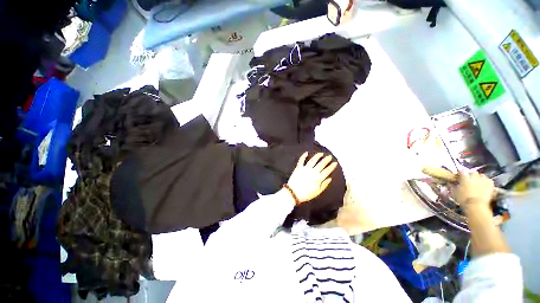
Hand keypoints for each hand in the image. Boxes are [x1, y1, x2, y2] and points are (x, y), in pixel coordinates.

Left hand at [286, 152, 337, 203]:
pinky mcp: (298, 168)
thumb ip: (324, 185)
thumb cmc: (306, 194)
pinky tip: (306, 152)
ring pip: (313, 160)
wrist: (293, 193)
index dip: (331, 166)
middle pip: (321, 164)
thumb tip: (330, 178)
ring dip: (317, 156)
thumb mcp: (317, 192)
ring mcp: (305, 169)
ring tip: (321, 153)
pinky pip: (301, 160)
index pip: (327, 171)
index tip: (335, 162)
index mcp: (318, 178)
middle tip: (329, 156)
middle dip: (326, 159)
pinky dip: (303, 156)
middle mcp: (313, 172)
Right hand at [454, 171, 494, 212]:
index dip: (461, 173)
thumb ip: (454, 187)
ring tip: (478, 181)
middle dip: (471, 174)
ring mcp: (483, 181)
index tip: (459, 175)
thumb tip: (451, 183)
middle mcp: (474, 177)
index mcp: (465, 179)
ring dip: (480, 177)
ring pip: (482, 175)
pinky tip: (485, 184)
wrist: (477, 206)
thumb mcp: (455, 194)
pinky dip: (487, 181)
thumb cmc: (464, 200)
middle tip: (470, 178)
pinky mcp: (490, 185)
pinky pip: (489, 180)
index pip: (462, 172)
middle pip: (473, 172)